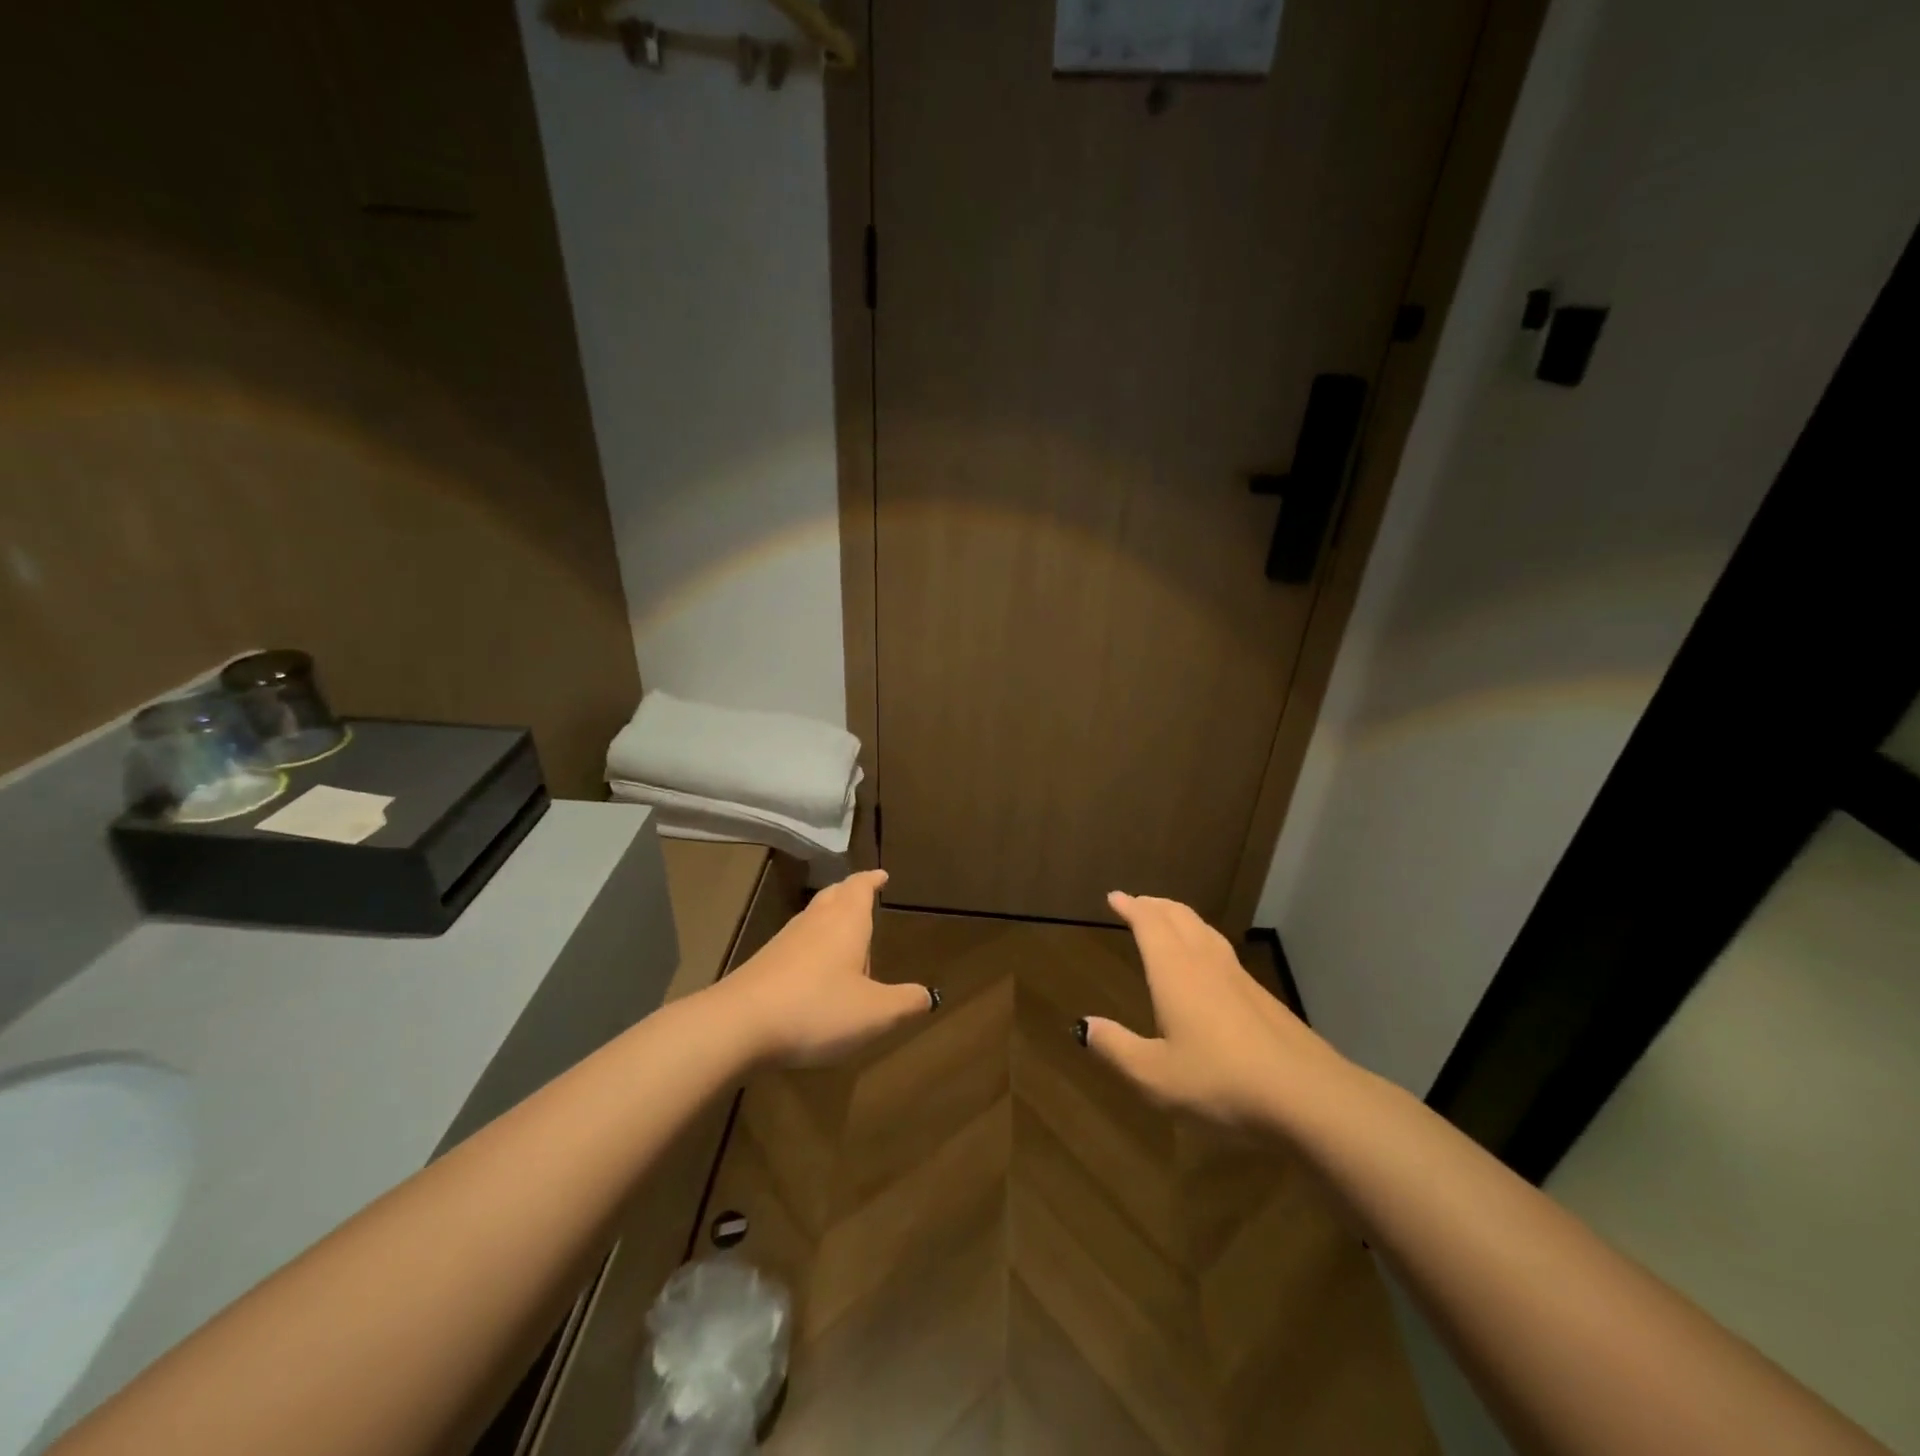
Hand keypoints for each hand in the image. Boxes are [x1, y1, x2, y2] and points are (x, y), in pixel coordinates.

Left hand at [714, 869, 934, 1067]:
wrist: (738, 1025)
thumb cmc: (817, 1009)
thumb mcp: (875, 1013)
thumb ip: (905, 1003)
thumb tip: (928, 995)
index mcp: (846, 922)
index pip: (861, 887)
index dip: (873, 880)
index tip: (882, 875)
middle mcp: (815, 922)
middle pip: (834, 895)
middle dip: (850, 892)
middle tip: (863, 893)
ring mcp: (785, 940)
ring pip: (813, 916)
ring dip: (830, 917)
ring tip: (844, 933)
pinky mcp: (764, 962)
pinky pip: (796, 942)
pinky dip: (811, 943)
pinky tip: (814, 969)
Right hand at [1084, 892, 1354, 1129]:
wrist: (1306, 1094)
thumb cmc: (1220, 1081)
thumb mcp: (1155, 1075)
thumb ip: (1116, 1048)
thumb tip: (1083, 1026)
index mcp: (1174, 971)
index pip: (1148, 924)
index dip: (1131, 907)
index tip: (1115, 897)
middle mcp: (1204, 962)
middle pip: (1178, 916)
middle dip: (1154, 905)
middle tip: (1138, 902)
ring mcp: (1238, 976)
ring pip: (1204, 929)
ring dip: (1180, 917)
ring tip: (1168, 920)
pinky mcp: (1261, 995)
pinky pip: (1221, 949)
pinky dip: (1201, 938)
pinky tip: (1206, 962)